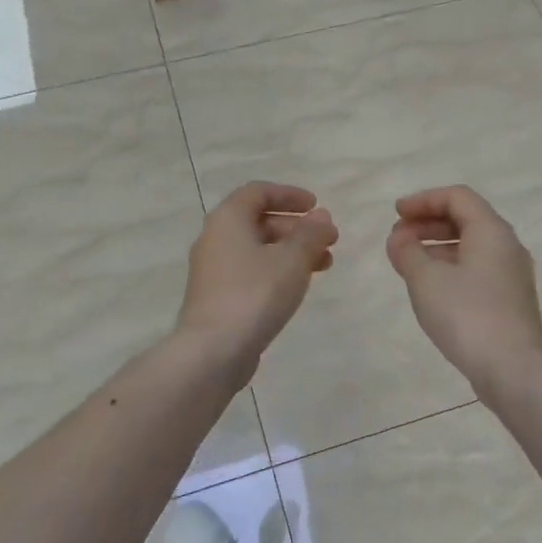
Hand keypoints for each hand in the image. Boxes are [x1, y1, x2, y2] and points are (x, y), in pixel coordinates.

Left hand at [177, 182, 337, 371]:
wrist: (213, 350)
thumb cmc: (254, 294)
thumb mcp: (292, 259)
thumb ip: (310, 234)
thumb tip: (321, 217)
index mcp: (228, 219)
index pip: (258, 192)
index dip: (289, 195)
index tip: (316, 206)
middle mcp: (215, 238)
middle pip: (259, 221)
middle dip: (296, 227)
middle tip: (328, 240)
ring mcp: (213, 270)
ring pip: (257, 249)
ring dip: (291, 251)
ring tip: (324, 265)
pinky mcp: (217, 297)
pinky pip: (251, 272)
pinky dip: (276, 271)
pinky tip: (297, 287)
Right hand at [385, 186, 541, 389]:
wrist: (513, 369)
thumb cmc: (467, 314)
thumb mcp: (426, 279)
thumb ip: (408, 252)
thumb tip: (400, 238)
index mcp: (491, 231)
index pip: (457, 197)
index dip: (423, 200)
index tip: (395, 214)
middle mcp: (506, 246)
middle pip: (465, 219)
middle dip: (428, 223)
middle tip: (397, 237)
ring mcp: (510, 276)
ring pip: (470, 247)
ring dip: (436, 247)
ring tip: (406, 262)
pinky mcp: (508, 301)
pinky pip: (475, 270)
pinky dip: (449, 267)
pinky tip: (429, 288)